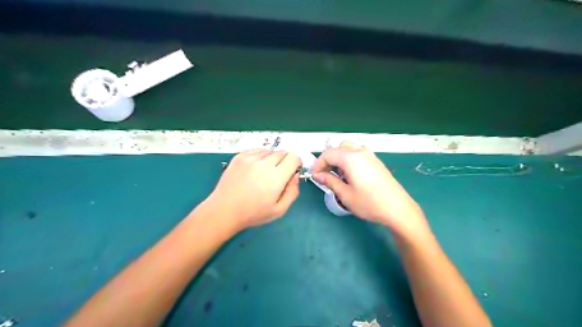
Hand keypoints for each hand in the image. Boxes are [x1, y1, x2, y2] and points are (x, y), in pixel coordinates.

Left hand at [204, 149, 302, 230]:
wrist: (224, 210)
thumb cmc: (253, 213)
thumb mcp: (279, 210)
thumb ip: (293, 191)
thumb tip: (295, 175)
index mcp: (276, 176)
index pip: (293, 157)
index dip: (296, 164)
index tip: (291, 172)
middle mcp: (264, 163)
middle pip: (282, 152)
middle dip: (285, 162)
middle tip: (277, 176)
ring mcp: (250, 158)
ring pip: (270, 151)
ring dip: (272, 159)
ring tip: (264, 173)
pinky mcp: (239, 156)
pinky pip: (257, 150)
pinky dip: (260, 157)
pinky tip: (255, 169)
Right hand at [312, 140, 427, 239]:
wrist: (397, 208)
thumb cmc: (369, 203)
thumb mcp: (345, 194)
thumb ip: (329, 181)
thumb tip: (317, 175)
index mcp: (350, 158)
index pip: (328, 154)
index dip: (318, 164)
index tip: (315, 176)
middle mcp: (360, 151)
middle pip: (338, 148)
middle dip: (328, 159)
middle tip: (324, 174)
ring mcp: (370, 155)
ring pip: (348, 148)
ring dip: (339, 157)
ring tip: (338, 174)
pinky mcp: (376, 161)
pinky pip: (358, 152)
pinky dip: (349, 158)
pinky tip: (351, 174)